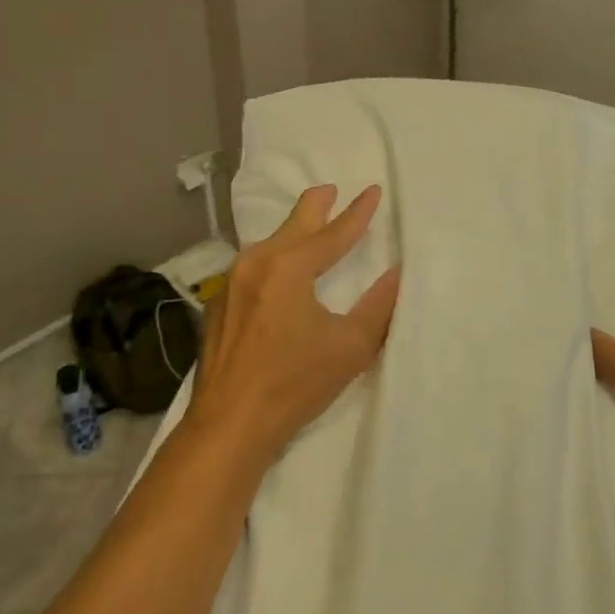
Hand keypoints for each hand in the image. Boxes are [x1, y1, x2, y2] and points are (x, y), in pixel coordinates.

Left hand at [186, 184, 400, 463]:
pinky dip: (270, 259)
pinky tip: (274, 272)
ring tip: (307, 226)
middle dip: (315, 206)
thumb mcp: (349, 347)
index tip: (373, 190)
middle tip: (330, 190)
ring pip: (268, 244)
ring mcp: (230, 282)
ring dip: (291, 232)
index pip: (332, 234)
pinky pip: (250, 267)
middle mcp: (255, 263)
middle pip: (293, 225)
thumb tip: (397, 274)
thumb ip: (378, 307)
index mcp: (288, 267)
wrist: (228, 424)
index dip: (356, 213)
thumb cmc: (293, 384)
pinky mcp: (217, 304)